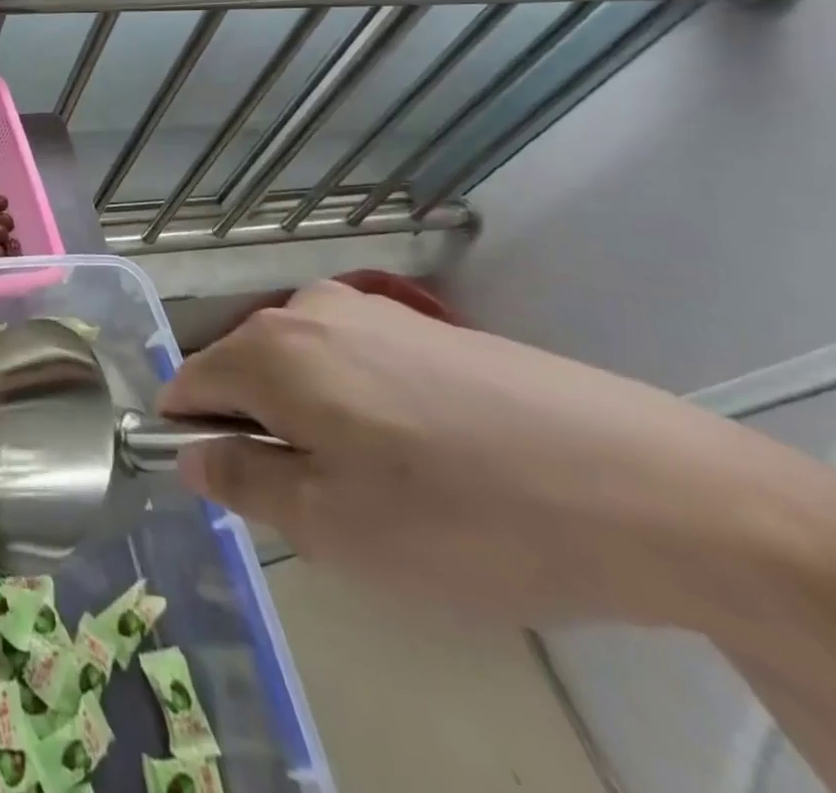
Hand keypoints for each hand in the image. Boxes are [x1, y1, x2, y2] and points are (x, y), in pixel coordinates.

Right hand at [157, 280, 835, 630]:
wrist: (648, 487)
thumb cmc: (460, 515)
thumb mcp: (329, 525)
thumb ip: (240, 482)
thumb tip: (191, 456)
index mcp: (267, 349)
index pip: (187, 386)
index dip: (197, 441)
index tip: (244, 493)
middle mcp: (304, 309)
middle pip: (243, 373)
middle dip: (262, 433)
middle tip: (327, 505)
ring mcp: (368, 310)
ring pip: (300, 369)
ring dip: (314, 421)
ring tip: (387, 485)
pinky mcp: (423, 326)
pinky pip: (353, 363)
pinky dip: (362, 406)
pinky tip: (431, 456)